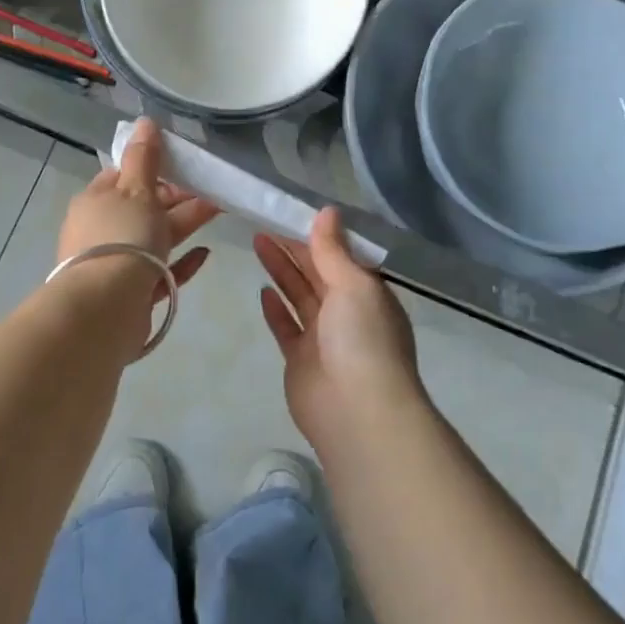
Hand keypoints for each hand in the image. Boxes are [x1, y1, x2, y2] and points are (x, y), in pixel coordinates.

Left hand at [58, 118, 218, 309]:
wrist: (106, 307)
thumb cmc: (121, 237)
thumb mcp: (136, 189)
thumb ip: (144, 157)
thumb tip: (144, 121)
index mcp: (95, 201)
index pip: (122, 176)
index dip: (151, 169)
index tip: (180, 167)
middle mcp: (101, 230)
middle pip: (142, 207)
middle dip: (176, 197)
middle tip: (209, 188)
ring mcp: (114, 263)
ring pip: (154, 238)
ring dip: (184, 224)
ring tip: (218, 210)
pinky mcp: (131, 294)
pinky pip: (160, 272)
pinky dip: (182, 261)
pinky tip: (205, 253)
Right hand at [255, 207, 422, 451]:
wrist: (356, 412)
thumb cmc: (362, 339)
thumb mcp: (353, 284)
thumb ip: (333, 250)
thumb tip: (327, 211)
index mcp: (367, 292)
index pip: (340, 255)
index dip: (317, 234)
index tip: (291, 212)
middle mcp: (348, 312)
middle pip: (317, 272)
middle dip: (293, 247)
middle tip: (265, 220)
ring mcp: (324, 338)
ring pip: (299, 295)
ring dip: (281, 270)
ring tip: (257, 241)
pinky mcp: (301, 360)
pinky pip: (287, 327)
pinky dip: (276, 309)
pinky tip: (262, 290)